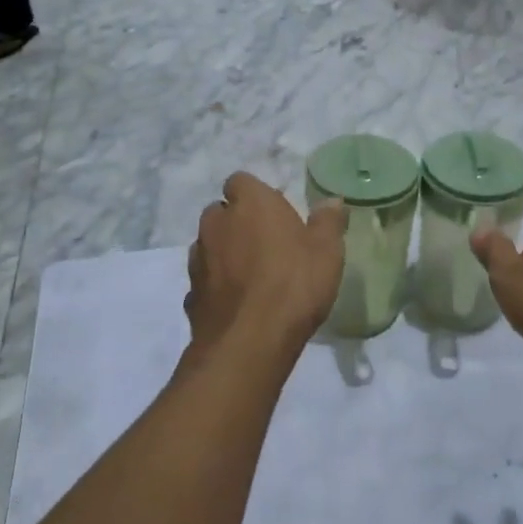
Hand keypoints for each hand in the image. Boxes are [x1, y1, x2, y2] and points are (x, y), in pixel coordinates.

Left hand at [186, 173, 345, 359]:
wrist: (249, 342)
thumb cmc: (294, 284)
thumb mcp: (327, 251)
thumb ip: (328, 222)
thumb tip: (332, 201)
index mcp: (250, 203)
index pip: (241, 181)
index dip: (256, 195)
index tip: (276, 213)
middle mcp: (217, 223)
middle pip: (221, 212)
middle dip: (237, 222)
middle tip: (266, 243)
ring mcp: (198, 259)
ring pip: (209, 245)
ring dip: (224, 253)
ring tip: (250, 276)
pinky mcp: (190, 294)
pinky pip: (205, 280)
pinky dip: (217, 285)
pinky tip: (237, 303)